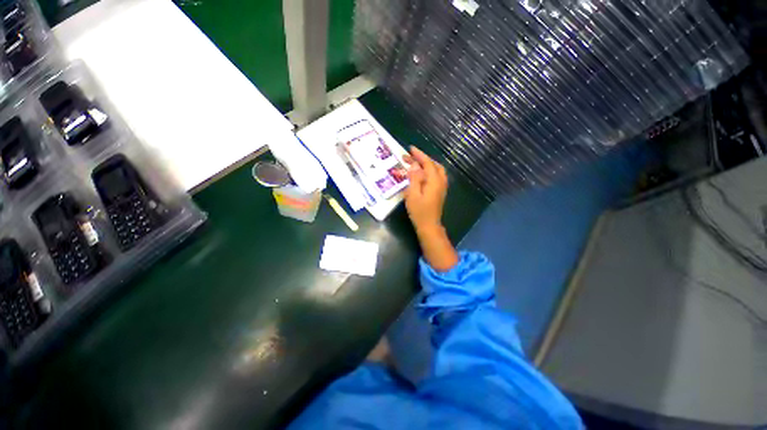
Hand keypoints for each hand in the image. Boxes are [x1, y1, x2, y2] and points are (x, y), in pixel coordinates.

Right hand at [404, 147, 458, 271]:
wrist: (429, 226)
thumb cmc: (419, 211)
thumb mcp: (413, 194)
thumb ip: (414, 178)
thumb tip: (413, 165)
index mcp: (434, 181)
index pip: (427, 163)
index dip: (419, 155)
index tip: (410, 149)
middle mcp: (441, 181)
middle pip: (434, 165)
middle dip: (422, 159)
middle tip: (410, 157)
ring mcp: (442, 187)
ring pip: (437, 170)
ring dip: (427, 164)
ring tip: (415, 163)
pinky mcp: (440, 192)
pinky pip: (437, 176)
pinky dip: (429, 171)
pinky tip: (422, 174)